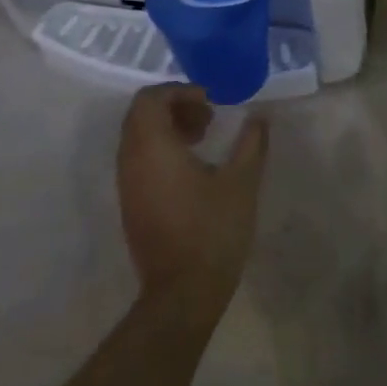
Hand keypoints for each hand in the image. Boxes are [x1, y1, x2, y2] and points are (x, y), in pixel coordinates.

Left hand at [117, 85, 269, 318]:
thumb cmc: (212, 231)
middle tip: (208, 116)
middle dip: (174, 106)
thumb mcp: (241, 182)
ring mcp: (127, 185)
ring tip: (203, 139)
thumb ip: (251, 142)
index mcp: (152, 148)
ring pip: (138, 137)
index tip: (210, 101)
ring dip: (168, 127)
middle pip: (140, 114)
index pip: (149, 99)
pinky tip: (193, 167)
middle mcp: (131, 161)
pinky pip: (139, 159)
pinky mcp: (131, 204)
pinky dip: (162, 149)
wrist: (182, 294)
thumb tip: (259, 117)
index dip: (179, 91)